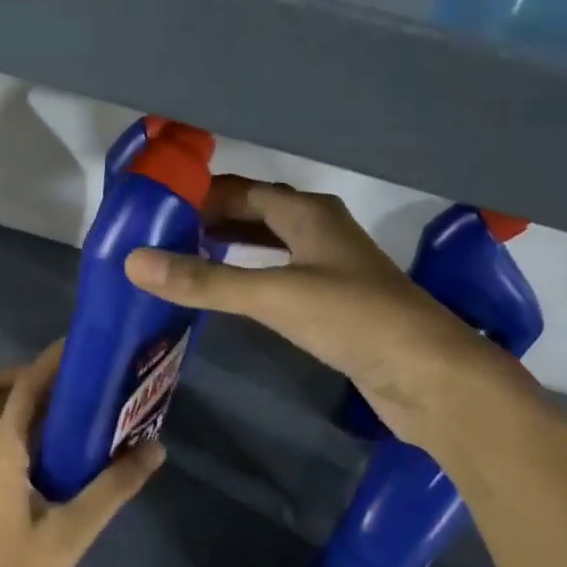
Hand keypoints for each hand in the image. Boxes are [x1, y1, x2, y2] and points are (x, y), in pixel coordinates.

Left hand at [0, 341, 163, 566]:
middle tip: (69, 385)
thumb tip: (155, 449)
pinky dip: (26, 428)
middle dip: (23, 375)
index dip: (48, 361)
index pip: (21, 387)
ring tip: (75, 410)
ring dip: (24, 401)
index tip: (81, 345)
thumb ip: (115, 487)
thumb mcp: (74, 531)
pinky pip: (0, 439)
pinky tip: (65, 448)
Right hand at [125, 178, 521, 443]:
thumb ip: (204, 281)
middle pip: (256, 213)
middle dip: (212, 219)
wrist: (432, 377)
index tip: (156, 206)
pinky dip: (250, 276)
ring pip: (270, 245)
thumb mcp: (274, 295)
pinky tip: (231, 295)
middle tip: (161, 235)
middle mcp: (320, 231)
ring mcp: (331, 268)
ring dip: (231, 247)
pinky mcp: (336, 304)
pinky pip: (281, 276)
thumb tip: (134, 262)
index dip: (201, 194)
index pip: (242, 190)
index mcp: (308, 213)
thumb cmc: (354, 319)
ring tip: (184, 258)